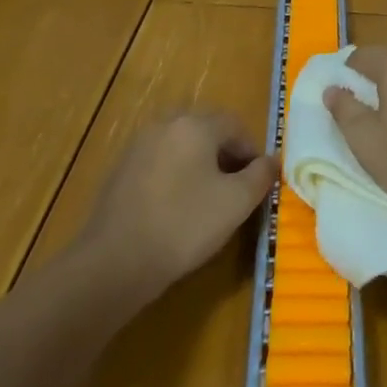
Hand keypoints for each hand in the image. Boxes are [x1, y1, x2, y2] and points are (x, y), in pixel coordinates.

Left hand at [74, 110, 276, 299]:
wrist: (114, 262)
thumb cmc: (184, 225)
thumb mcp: (236, 203)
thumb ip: (260, 176)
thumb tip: (272, 161)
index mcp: (195, 124)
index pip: (235, 124)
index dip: (252, 151)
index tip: (258, 182)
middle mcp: (166, 124)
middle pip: (207, 130)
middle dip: (226, 155)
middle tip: (235, 189)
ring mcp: (139, 145)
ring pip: (182, 146)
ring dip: (200, 165)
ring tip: (207, 200)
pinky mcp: (121, 170)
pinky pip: (160, 162)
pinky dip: (175, 176)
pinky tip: (175, 209)